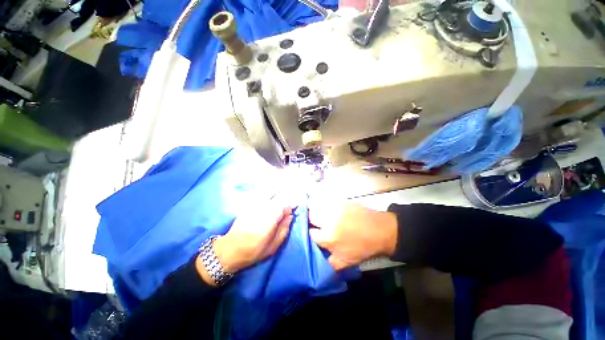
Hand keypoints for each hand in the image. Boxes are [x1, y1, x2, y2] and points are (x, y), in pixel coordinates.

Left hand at [198, 198, 292, 283]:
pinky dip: (268, 192)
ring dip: (278, 192)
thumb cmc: (253, 251)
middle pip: (277, 197)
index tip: (295, 208)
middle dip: (286, 197)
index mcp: (269, 221)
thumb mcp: (273, 247)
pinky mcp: (248, 205)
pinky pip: (261, 194)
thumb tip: (290, 216)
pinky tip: (272, 192)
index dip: (290, 206)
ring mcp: (253, 206)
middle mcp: (261, 210)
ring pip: (269, 193)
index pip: (283, 207)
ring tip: (283, 192)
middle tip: (290, 200)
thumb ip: (284, 230)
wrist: (230, 250)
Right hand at [309, 199, 397, 270]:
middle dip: (310, 219)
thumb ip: (329, 264)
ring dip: (312, 208)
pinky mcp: (340, 200)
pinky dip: (320, 201)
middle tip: (314, 222)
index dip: (311, 234)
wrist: (381, 231)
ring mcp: (334, 208)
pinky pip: (324, 199)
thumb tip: (316, 260)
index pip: (310, 233)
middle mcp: (327, 221)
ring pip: (314, 205)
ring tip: (315, 212)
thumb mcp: (346, 262)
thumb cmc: (363, 248)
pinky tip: (323, 204)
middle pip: (310, 216)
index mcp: (327, 238)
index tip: (314, 233)